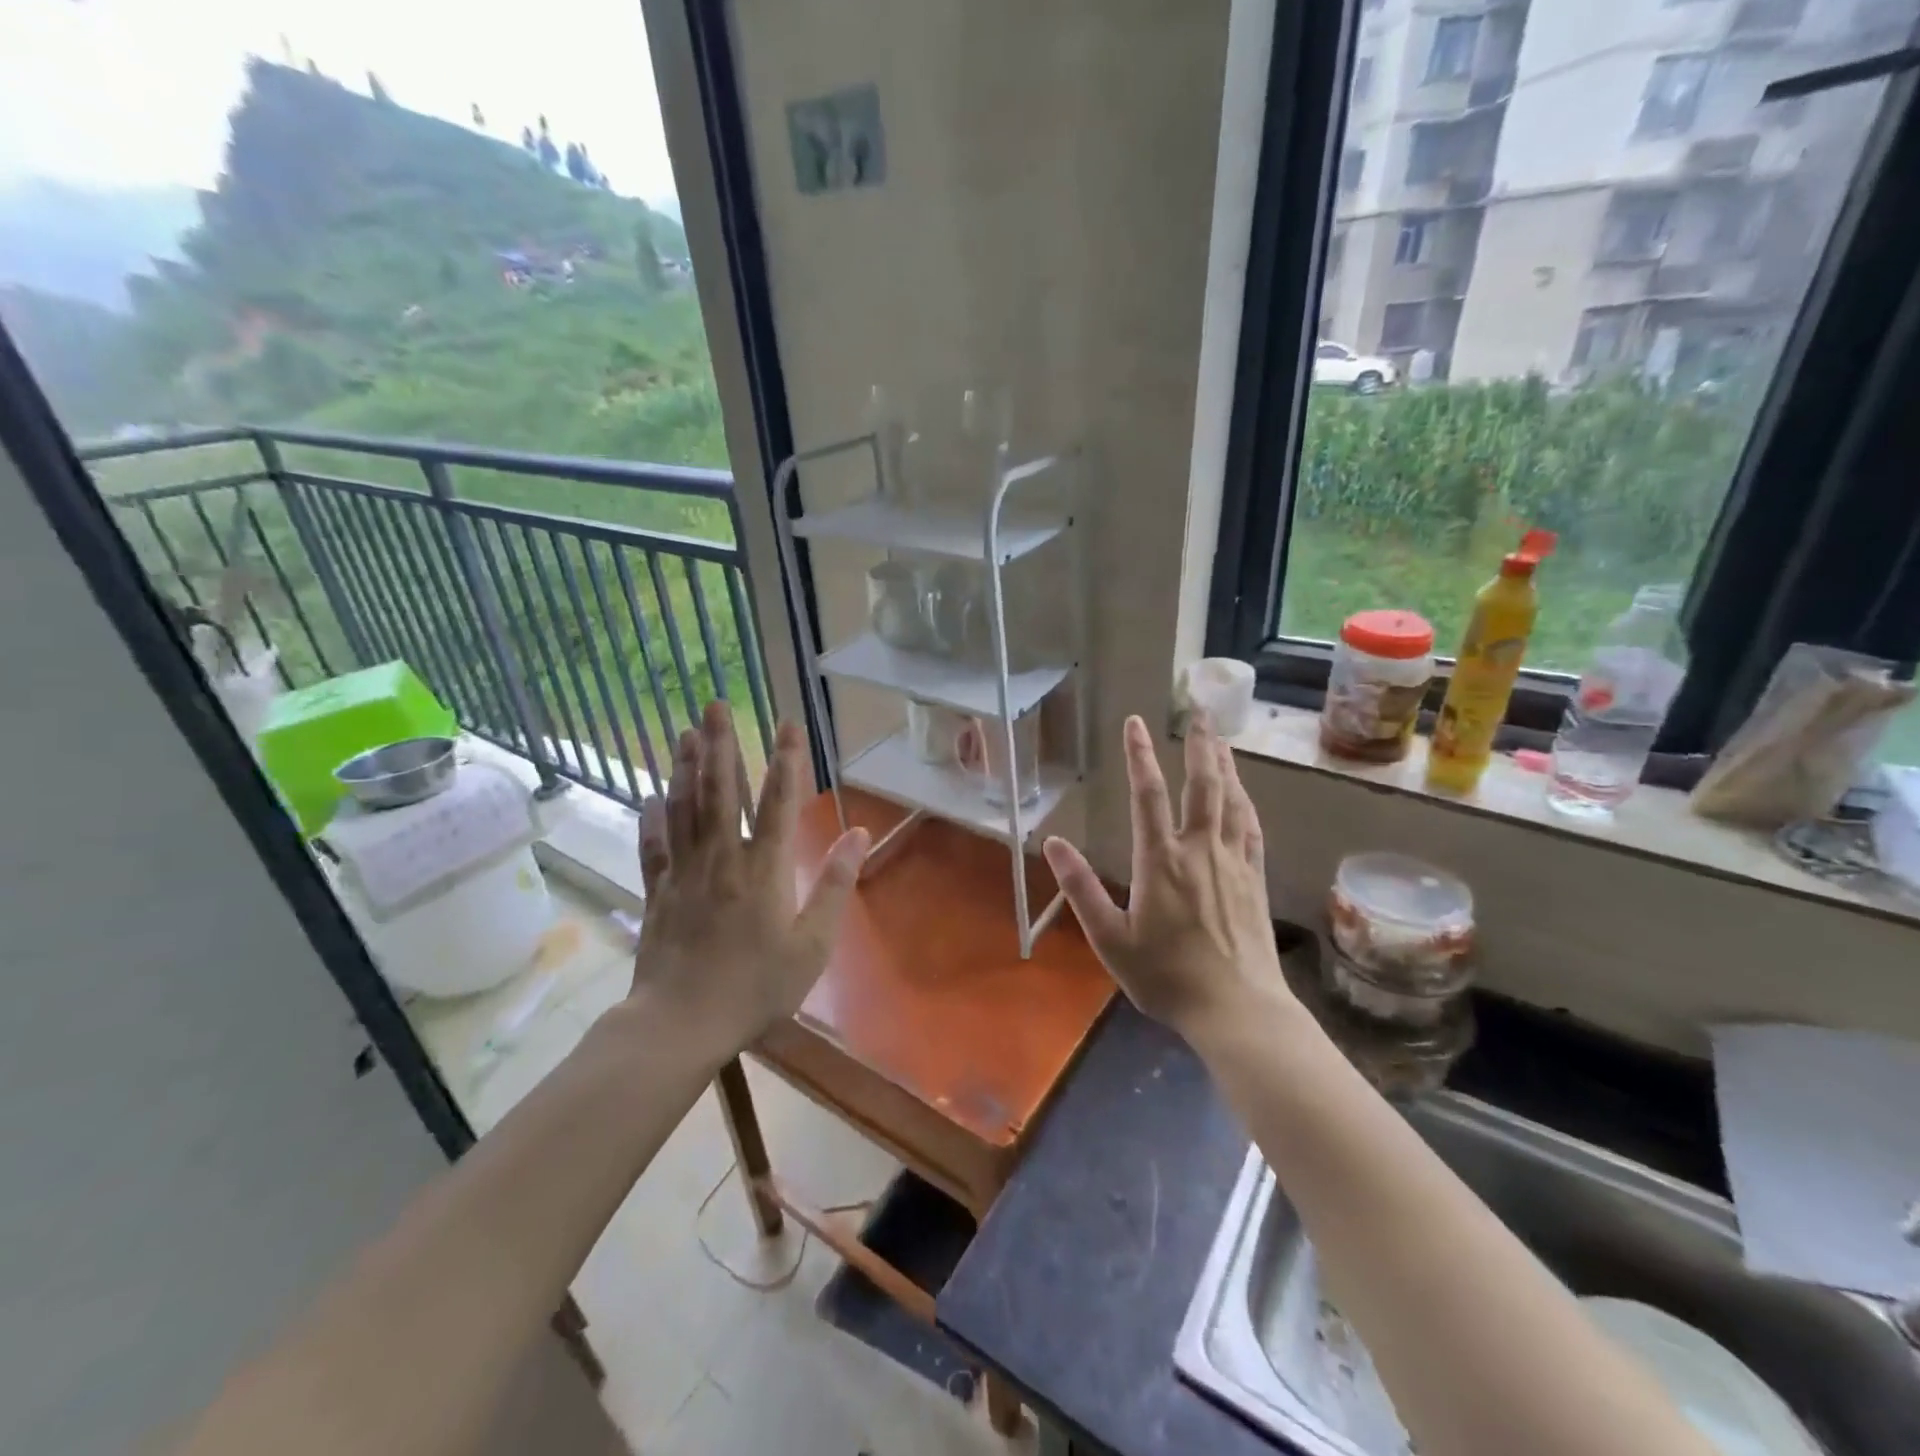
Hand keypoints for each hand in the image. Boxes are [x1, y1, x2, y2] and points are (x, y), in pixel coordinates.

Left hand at [631, 703, 868, 1055]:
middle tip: (714, 704)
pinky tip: (651, 796)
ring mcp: (684, 873)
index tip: (788, 724)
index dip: (785, 760)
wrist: (681, 1023)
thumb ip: (834, 885)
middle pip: (720, 791)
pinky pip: (654, 846)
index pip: (777, 802)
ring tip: (685, 732)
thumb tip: (858, 834)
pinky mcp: (658, 893)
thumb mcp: (812, 944)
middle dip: (719, 745)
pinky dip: (652, 819)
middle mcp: (722, 858)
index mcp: (764, 869)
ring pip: (684, 808)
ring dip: (685, 767)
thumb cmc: (756, 987)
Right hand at [1043, 715, 1288, 1041]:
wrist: (1237, 1009)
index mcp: (1160, 861)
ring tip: (1220, 737)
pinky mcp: (1254, 878)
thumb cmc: (1166, 976)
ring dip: (1224, 764)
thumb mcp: (1110, 939)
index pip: (1149, 795)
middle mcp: (1199, 850)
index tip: (1135, 722)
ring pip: (1230, 800)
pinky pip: (1250, 828)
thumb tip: (1052, 844)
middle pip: (1202, 785)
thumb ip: (1081, 889)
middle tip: (1198, 711)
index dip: (1140, 755)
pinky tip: (1243, 792)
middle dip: (1198, 745)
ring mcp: (1232, 862)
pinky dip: (1245, 802)